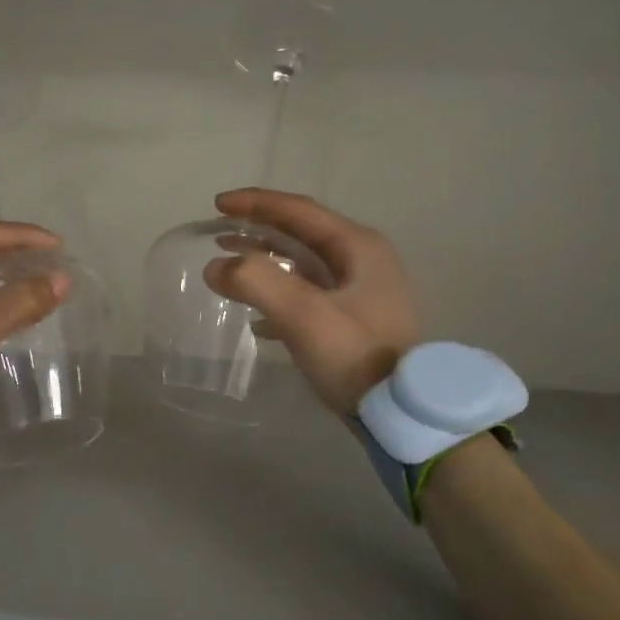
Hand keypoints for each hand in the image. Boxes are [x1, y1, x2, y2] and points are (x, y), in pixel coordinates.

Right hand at [204, 189, 418, 413]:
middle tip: (219, 230)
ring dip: (266, 260)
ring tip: (230, 263)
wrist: (403, 415)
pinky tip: (255, 318)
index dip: (256, 203)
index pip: (299, 211)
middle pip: (302, 232)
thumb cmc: (356, 356)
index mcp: (358, 247)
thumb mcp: (304, 315)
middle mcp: (363, 260)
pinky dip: (279, 294)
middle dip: (259, 229)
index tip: (218, 204)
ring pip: (304, 263)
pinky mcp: (354, 320)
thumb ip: (256, 282)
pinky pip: (308, 294)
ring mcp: (361, 291)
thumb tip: (216, 266)